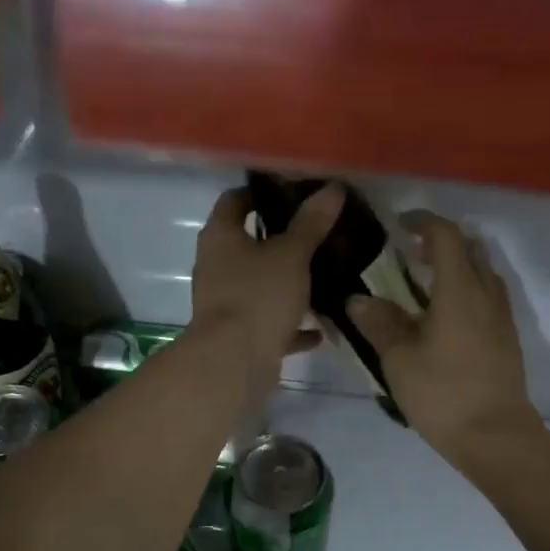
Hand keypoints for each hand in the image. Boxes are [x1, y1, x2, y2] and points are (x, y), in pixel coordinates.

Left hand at [191, 184, 341, 385]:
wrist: (233, 363)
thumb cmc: (258, 296)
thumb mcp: (292, 255)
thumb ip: (311, 223)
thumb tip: (332, 188)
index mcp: (221, 237)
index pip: (235, 200)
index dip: (260, 192)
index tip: (293, 191)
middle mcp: (216, 266)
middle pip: (249, 244)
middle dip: (282, 240)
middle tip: (319, 232)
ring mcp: (226, 302)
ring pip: (261, 285)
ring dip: (289, 284)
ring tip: (326, 277)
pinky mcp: (239, 334)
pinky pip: (269, 322)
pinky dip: (291, 324)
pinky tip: (320, 327)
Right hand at [348, 212, 540, 467]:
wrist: (495, 436)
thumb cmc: (442, 393)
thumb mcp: (399, 358)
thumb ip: (380, 323)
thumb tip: (359, 300)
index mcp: (460, 290)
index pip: (445, 236)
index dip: (423, 223)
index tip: (400, 225)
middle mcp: (486, 294)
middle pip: (470, 249)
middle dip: (441, 242)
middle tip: (411, 254)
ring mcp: (502, 317)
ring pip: (483, 273)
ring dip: (457, 267)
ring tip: (425, 285)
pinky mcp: (506, 339)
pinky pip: (488, 297)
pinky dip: (467, 290)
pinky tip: (444, 317)